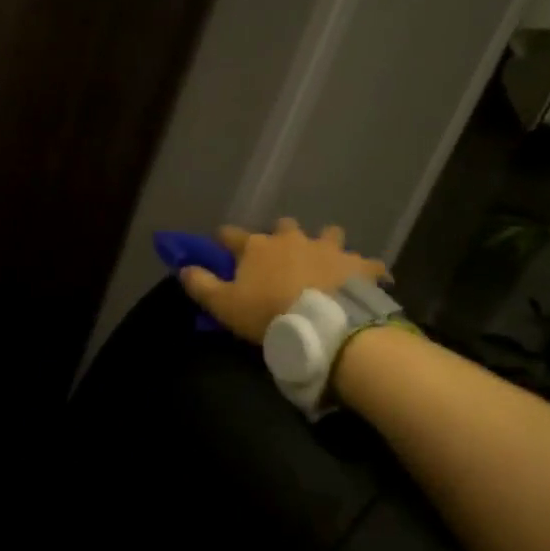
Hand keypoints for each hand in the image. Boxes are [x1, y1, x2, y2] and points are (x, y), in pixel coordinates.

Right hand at [178, 218, 386, 343]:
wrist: (326, 324)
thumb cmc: (268, 313)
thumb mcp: (224, 305)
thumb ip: (201, 285)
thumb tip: (183, 268)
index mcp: (258, 246)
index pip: (231, 234)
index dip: (224, 239)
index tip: (221, 245)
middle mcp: (293, 238)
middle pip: (283, 225)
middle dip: (281, 235)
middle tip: (281, 256)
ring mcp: (329, 248)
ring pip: (329, 234)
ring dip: (325, 244)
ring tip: (326, 261)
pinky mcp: (359, 264)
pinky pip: (366, 263)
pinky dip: (363, 270)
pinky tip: (365, 280)